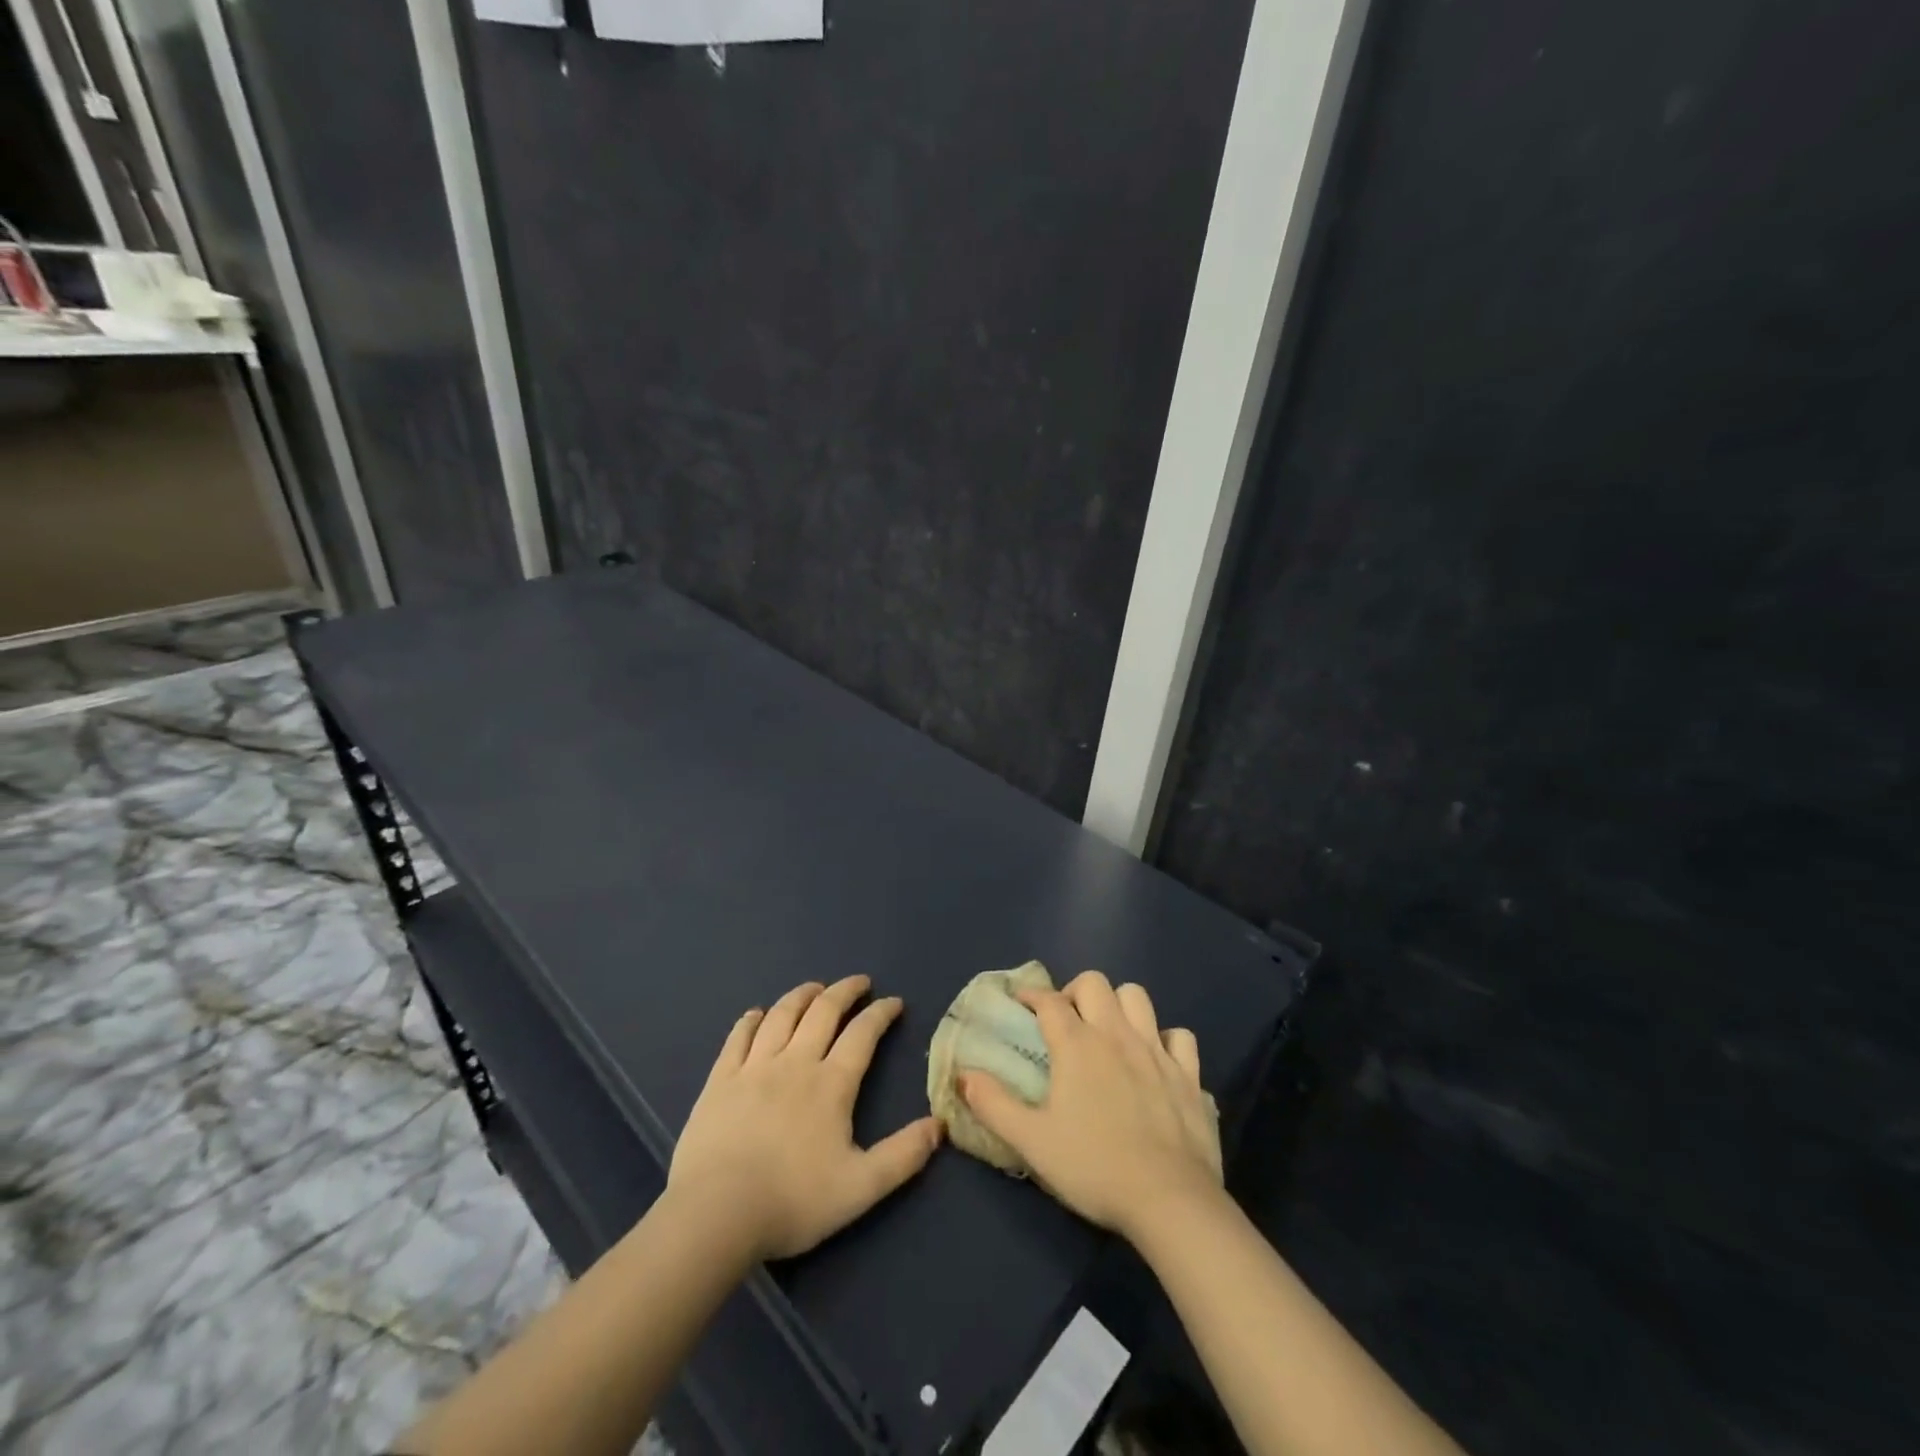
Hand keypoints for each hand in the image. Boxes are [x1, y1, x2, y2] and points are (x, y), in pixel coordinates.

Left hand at [669, 976, 941, 1260]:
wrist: (716, 1214)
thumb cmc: (792, 1201)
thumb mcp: (861, 1188)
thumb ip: (903, 1156)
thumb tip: (939, 1125)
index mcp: (831, 1084)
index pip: (863, 1034)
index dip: (881, 1013)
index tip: (893, 1002)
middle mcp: (795, 1062)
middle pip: (823, 1012)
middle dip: (845, 991)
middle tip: (859, 982)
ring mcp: (754, 1067)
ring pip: (781, 1015)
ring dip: (802, 995)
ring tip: (814, 988)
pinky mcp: (720, 1080)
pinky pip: (738, 1037)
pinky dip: (751, 1020)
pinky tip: (757, 1014)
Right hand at [959, 971, 1222, 1240]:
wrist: (1170, 1200)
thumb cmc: (1094, 1167)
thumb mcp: (1031, 1141)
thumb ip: (993, 1104)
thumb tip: (964, 1074)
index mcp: (1077, 1045)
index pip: (1049, 1000)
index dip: (1031, 995)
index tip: (1020, 1003)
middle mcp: (1116, 1034)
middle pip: (1095, 983)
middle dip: (1075, 991)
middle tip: (1066, 1020)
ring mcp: (1156, 1050)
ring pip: (1137, 997)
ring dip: (1119, 1005)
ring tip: (1108, 1031)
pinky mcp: (1189, 1074)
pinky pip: (1179, 1036)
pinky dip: (1165, 1040)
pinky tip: (1155, 1059)